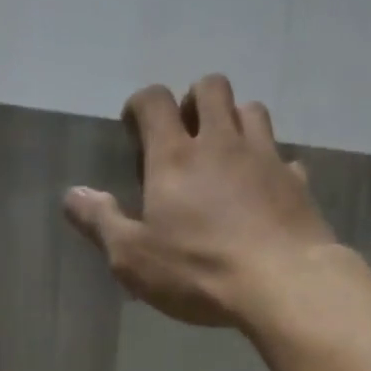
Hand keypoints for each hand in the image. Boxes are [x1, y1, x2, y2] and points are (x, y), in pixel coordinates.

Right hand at [62, 74, 336, 327]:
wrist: (281, 283)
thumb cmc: (199, 271)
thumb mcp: (133, 258)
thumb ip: (101, 222)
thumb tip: (73, 194)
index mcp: (174, 157)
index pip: (154, 101)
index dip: (141, 104)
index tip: (135, 127)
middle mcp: (221, 143)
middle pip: (211, 88)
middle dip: (194, 100)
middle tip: (186, 133)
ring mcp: (265, 157)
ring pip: (252, 110)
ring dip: (235, 121)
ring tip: (225, 153)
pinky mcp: (297, 182)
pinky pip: (284, 157)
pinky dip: (271, 165)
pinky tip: (264, 190)